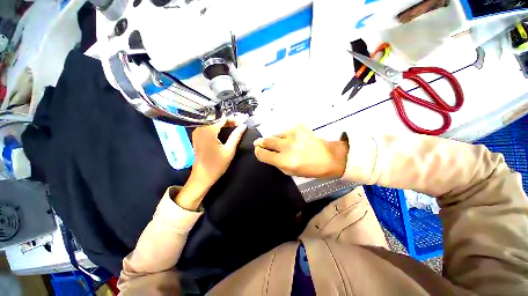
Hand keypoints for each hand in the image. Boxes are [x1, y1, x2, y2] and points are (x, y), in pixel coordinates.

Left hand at [191, 119, 246, 186]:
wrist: (202, 176)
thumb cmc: (216, 165)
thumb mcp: (229, 150)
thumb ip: (236, 136)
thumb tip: (243, 126)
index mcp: (207, 131)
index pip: (222, 119)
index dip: (233, 119)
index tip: (243, 121)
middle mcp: (200, 128)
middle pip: (216, 119)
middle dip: (229, 120)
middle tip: (240, 124)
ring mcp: (197, 132)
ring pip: (213, 122)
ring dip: (224, 123)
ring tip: (236, 125)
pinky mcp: (197, 136)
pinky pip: (209, 126)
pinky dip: (218, 126)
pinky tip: (226, 128)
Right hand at [253, 125, 348, 177]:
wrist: (329, 157)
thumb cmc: (310, 169)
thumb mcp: (290, 172)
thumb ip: (276, 163)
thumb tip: (267, 155)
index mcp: (284, 161)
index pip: (262, 154)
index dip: (258, 152)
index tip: (258, 150)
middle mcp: (287, 147)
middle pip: (266, 141)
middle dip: (261, 142)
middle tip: (259, 142)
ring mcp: (293, 135)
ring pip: (275, 134)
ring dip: (274, 138)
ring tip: (278, 142)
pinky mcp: (299, 128)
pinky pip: (286, 131)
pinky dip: (285, 135)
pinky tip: (291, 139)